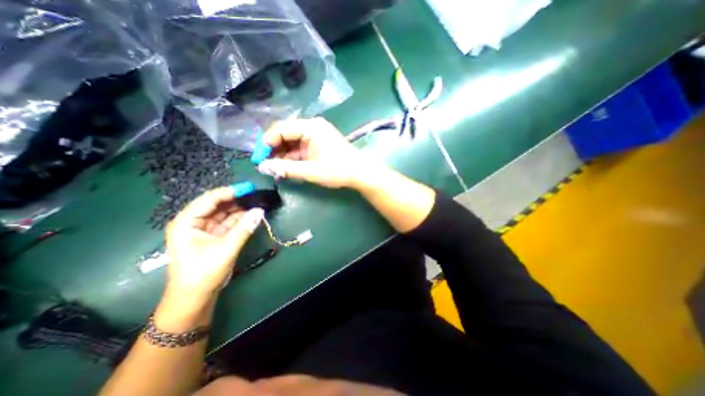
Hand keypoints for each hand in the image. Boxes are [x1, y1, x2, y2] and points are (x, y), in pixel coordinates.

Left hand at [164, 187, 265, 300]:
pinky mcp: (214, 236)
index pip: (209, 199)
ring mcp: (204, 229)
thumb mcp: (226, 249)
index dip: (230, 192)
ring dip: (240, 209)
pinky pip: (228, 223)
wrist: (195, 298)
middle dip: (237, 200)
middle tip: (256, 195)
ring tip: (258, 203)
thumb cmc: (203, 273)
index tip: (249, 188)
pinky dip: (240, 219)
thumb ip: (244, 228)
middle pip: (217, 205)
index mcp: (187, 222)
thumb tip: (260, 211)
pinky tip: (253, 215)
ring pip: (224, 213)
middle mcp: (194, 222)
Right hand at [256, 116, 371, 187]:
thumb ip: (286, 168)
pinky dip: (292, 156)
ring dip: (282, 154)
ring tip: (274, 168)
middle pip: (285, 134)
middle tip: (265, 165)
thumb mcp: (311, 171)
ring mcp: (316, 134)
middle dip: (273, 149)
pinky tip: (286, 167)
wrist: (360, 173)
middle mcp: (312, 126)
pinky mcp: (318, 143)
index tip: (258, 158)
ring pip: (292, 141)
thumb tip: (262, 167)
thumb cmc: (338, 170)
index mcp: (311, 127)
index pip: (281, 129)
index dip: (266, 143)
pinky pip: (300, 147)